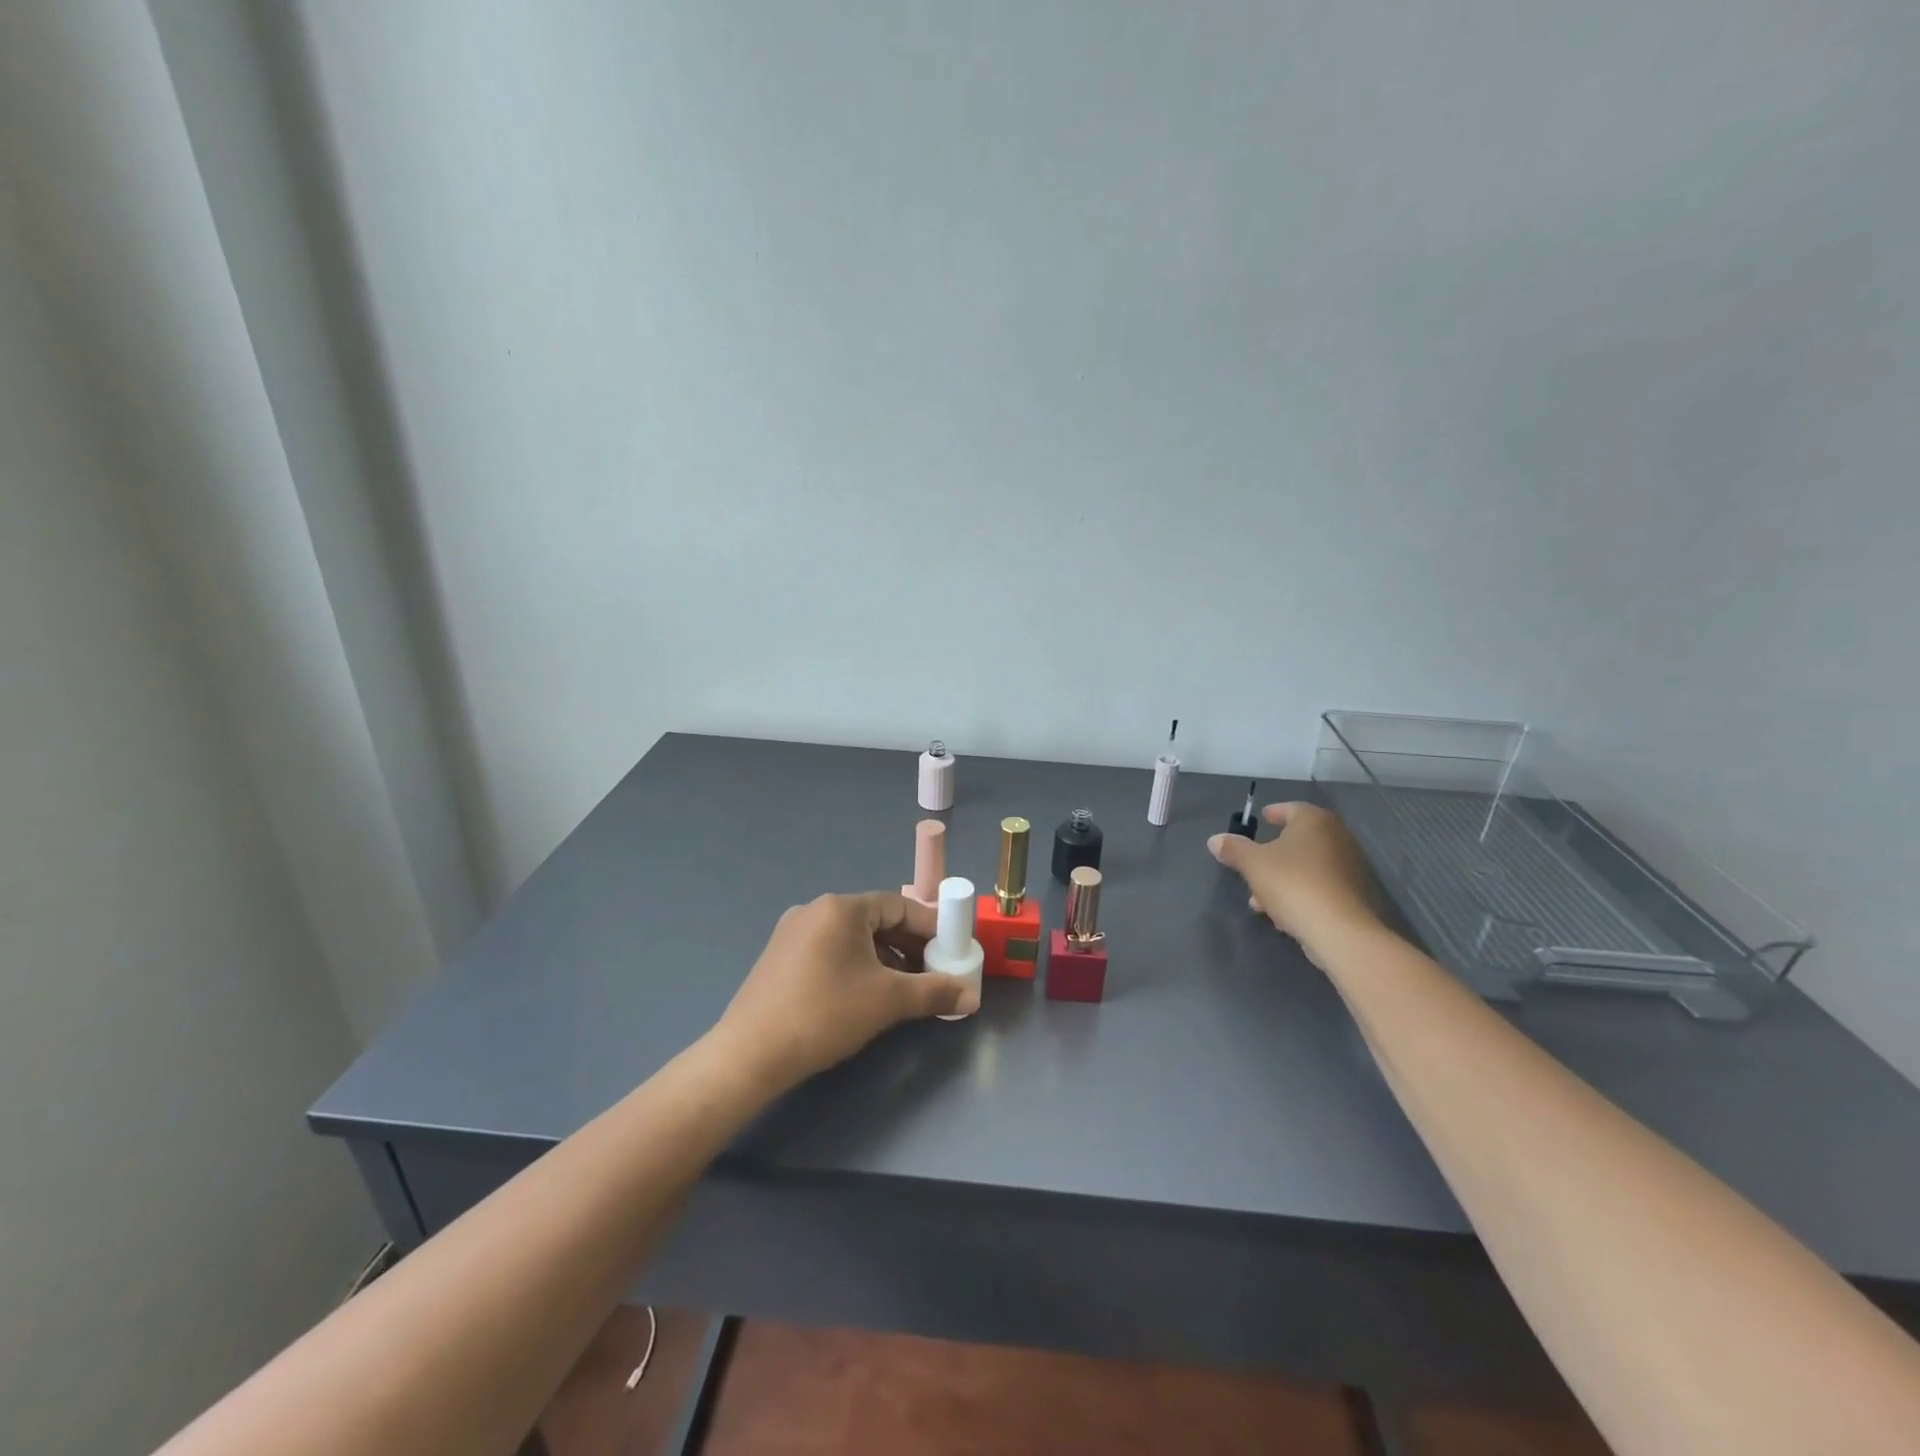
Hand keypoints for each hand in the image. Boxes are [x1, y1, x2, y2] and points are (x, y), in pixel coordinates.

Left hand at [714, 891, 964, 1090]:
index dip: (930, 927)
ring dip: (884, 958)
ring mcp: (793, 932)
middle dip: (909, 945)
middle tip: (933, 972)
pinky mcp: (780, 958)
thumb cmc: (825, 1014)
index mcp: (841, 908)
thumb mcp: (888, 1002)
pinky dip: (856, 965)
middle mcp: (816, 910)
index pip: (899, 906)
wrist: (751, 1054)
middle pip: (876, 920)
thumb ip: (934, 992)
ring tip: (905, 988)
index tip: (952, 949)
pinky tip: (866, 994)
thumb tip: (971, 996)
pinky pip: (830, 951)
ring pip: (853, 938)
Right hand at [1208, 802, 1381, 962]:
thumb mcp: (1252, 863)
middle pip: (1298, 840)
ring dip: (1282, 879)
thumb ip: (1233, 849)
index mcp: (1315, 821)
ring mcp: (1350, 868)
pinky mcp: (1354, 896)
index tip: (1261, 819)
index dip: (1274, 813)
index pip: (1291, 809)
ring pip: (1307, 867)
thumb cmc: (1293, 883)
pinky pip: (1319, 887)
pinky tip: (1282, 914)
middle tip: (1252, 864)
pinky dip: (1300, 893)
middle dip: (1272, 854)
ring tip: (1259, 900)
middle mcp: (1338, 838)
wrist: (1339, 930)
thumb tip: (1215, 840)